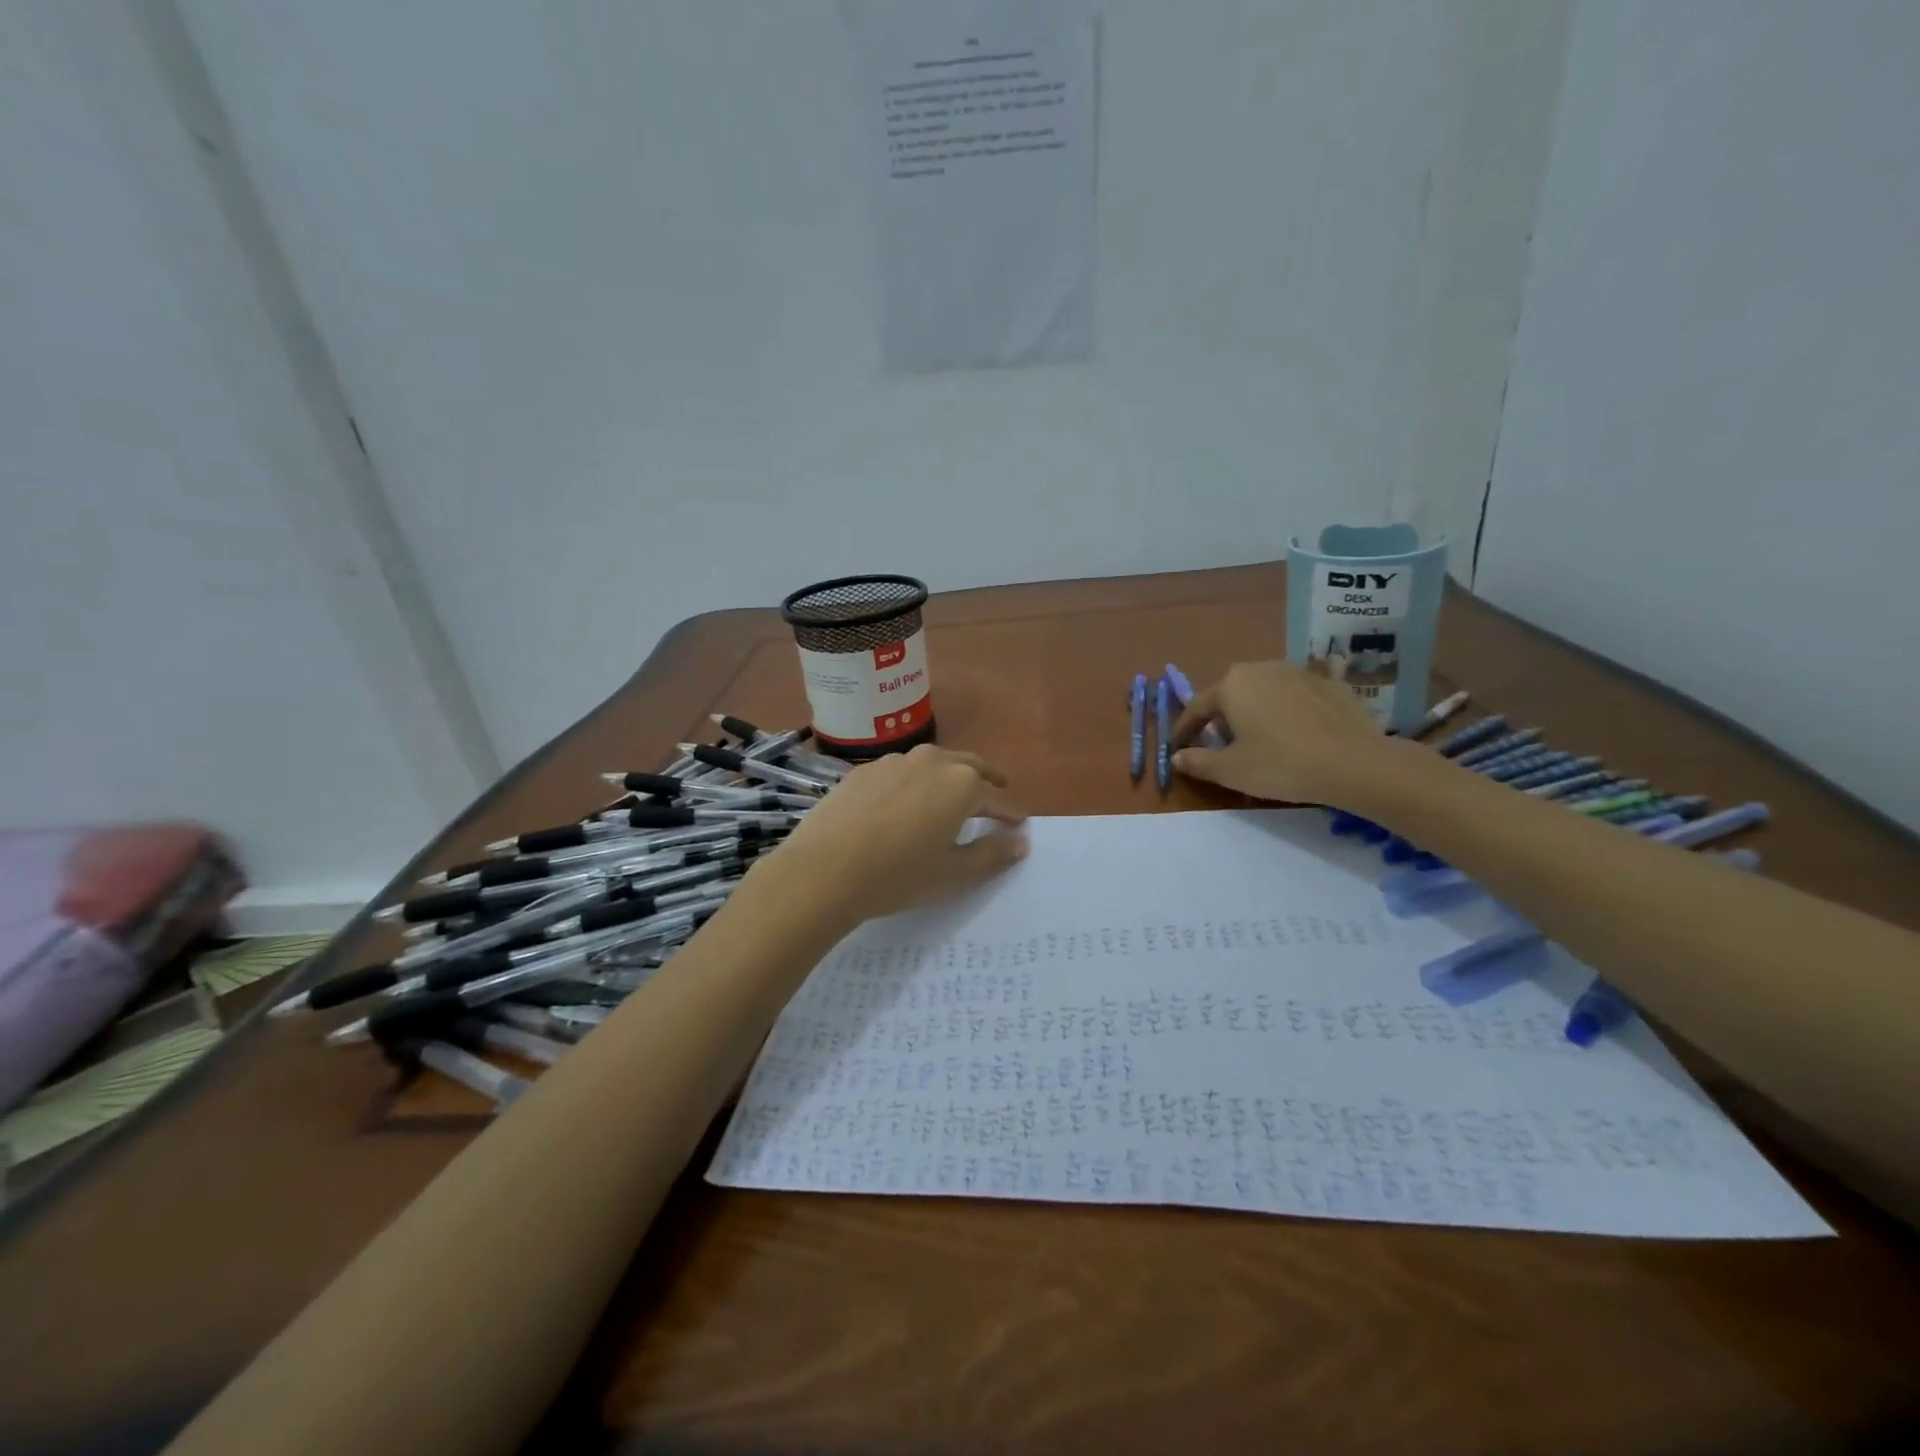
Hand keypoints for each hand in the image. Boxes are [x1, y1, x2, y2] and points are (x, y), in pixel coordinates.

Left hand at [768, 745, 1028, 923]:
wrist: (822, 871)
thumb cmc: (898, 876)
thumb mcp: (953, 874)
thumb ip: (992, 854)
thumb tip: (1020, 840)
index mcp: (961, 784)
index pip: (997, 797)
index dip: (1011, 812)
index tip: (1019, 822)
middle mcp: (931, 762)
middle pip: (969, 766)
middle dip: (986, 780)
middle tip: (996, 792)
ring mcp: (893, 762)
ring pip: (933, 763)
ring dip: (949, 775)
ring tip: (950, 795)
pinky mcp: (863, 771)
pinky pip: (900, 771)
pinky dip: (913, 782)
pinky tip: (904, 802)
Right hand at [1172, 659, 1396, 804]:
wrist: (1355, 763)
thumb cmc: (1281, 765)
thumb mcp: (1230, 771)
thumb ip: (1197, 762)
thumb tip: (1177, 756)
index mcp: (1231, 685)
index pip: (1197, 707)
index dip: (1185, 730)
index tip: (1178, 747)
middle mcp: (1262, 668)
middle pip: (1231, 694)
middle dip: (1222, 717)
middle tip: (1222, 745)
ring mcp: (1299, 671)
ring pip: (1265, 690)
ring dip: (1257, 709)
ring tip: (1261, 736)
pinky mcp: (1331, 682)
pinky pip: (1299, 694)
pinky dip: (1291, 708)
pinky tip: (1298, 727)